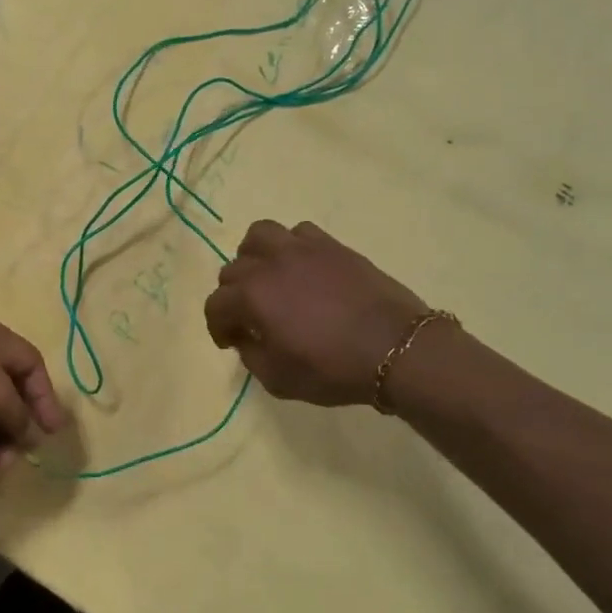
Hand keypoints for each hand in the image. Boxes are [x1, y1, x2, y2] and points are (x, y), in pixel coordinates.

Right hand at [203, 220, 434, 406]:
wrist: (395, 348)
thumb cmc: (333, 369)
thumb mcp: (279, 379)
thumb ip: (251, 355)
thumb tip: (246, 337)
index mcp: (251, 297)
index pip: (215, 305)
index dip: (217, 326)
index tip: (230, 341)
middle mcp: (269, 264)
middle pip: (233, 269)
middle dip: (234, 295)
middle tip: (250, 316)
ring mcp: (300, 249)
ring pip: (259, 235)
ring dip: (254, 256)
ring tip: (268, 276)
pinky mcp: (330, 245)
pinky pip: (298, 232)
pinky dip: (292, 247)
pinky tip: (303, 267)